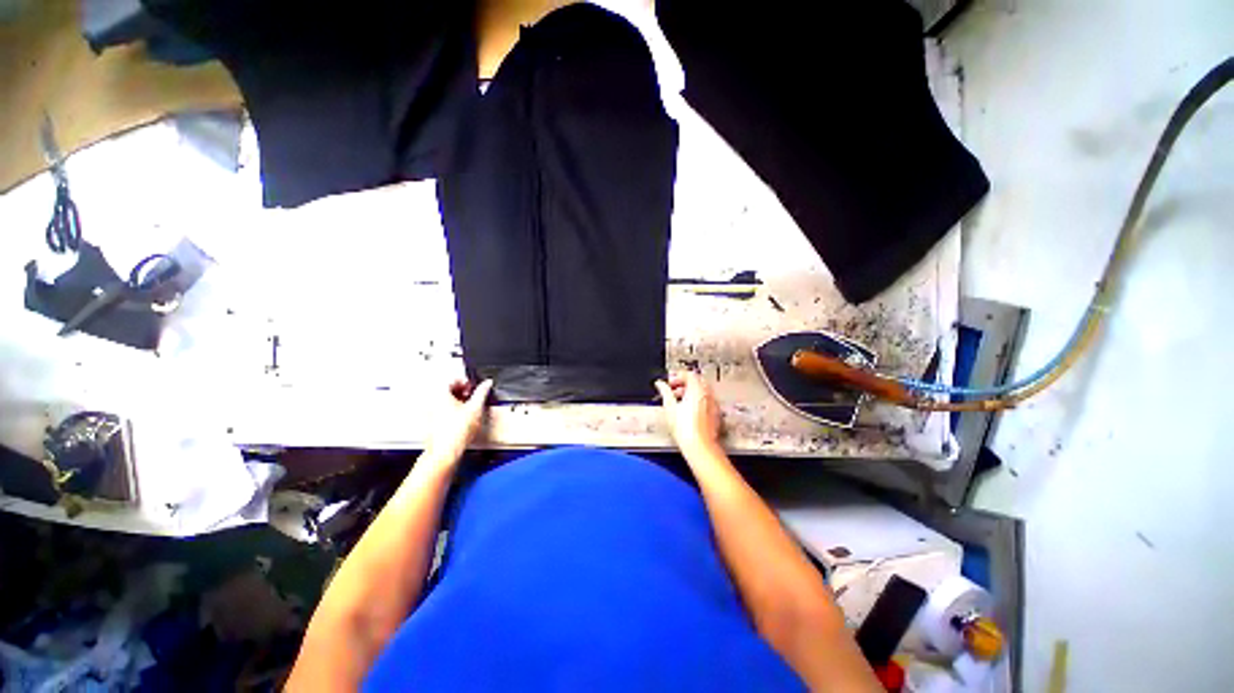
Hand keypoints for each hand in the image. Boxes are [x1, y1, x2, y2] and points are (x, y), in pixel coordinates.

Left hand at [426, 379, 493, 460]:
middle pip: (446, 390)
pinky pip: (441, 412)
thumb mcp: (476, 407)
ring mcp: (429, 414)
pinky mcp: (431, 425)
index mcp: (440, 394)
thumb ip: (482, 392)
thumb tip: (487, 383)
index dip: (465, 381)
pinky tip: (461, 419)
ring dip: (457, 401)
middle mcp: (432, 402)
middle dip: (461, 391)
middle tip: (472, 396)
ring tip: (468, 408)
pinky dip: (451, 411)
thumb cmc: (456, 432)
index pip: (451, 380)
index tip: (473, 387)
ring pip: (444, 401)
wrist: (445, 452)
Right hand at [654, 371, 722, 455]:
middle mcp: (708, 395)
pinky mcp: (716, 415)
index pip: (690, 374)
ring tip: (679, 402)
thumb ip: (665, 392)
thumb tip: (660, 384)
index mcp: (697, 389)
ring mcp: (714, 405)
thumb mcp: (669, 408)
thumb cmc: (685, 429)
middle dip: (685, 384)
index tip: (670, 382)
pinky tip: (689, 412)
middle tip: (674, 390)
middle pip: (698, 382)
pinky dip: (698, 401)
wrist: (700, 447)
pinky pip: (707, 402)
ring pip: (703, 392)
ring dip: (691, 393)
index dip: (678, 376)